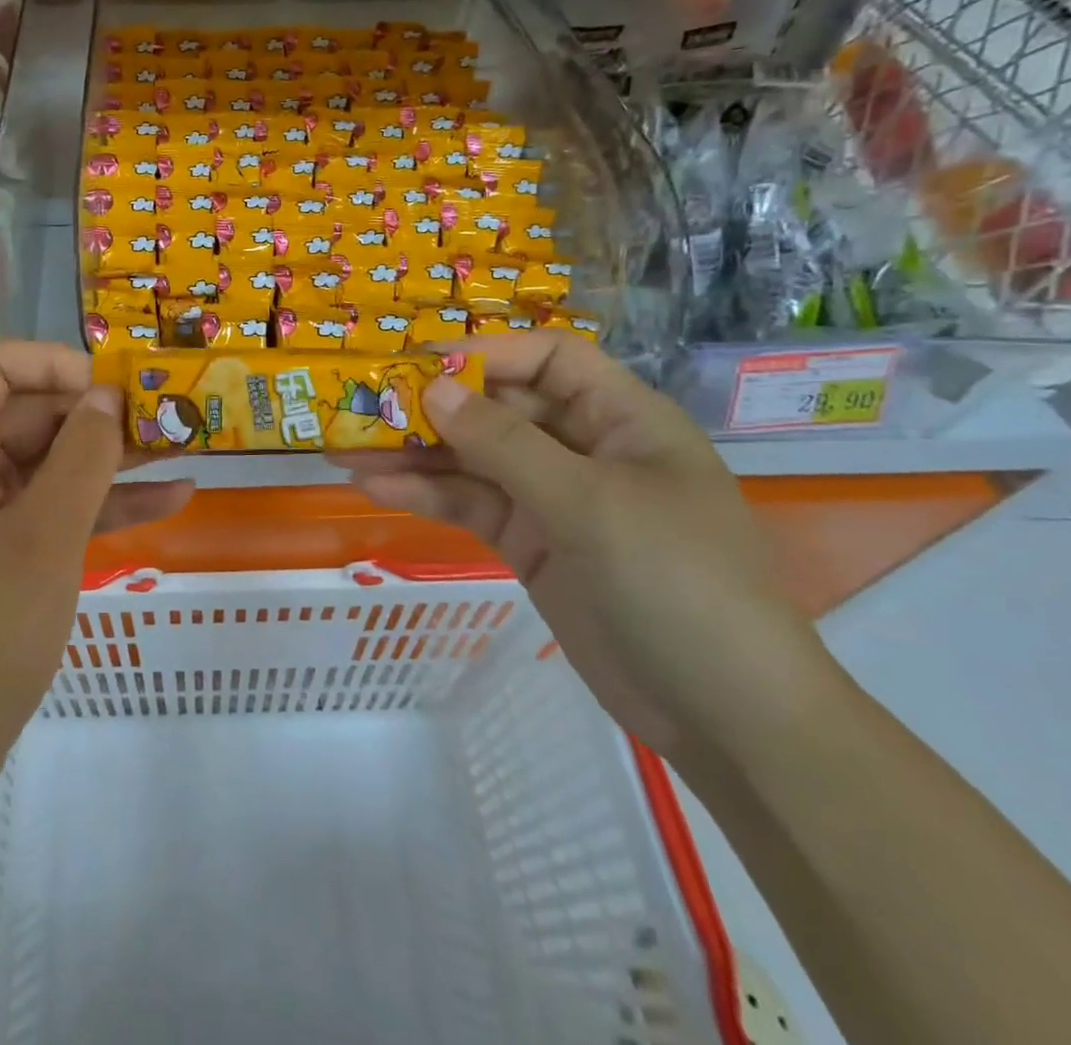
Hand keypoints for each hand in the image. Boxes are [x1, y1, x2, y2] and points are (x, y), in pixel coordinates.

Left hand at [0, 341, 192, 812]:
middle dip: (96, 416)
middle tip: (166, 425)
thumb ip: (82, 457)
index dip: (51, 363)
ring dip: (109, 461)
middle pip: (26, 415)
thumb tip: (106, 394)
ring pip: (46, 467)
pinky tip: (167, 504)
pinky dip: (99, 508)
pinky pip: (48, 515)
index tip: (111, 389)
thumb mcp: (43, 539)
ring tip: (182, 452)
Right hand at [330, 333, 828, 756]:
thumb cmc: (674, 582)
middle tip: (362, 406)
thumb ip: (505, 443)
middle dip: (433, 406)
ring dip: (414, 454)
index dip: (485, 352)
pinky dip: (426, 496)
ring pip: (473, 459)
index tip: (417, 362)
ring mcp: (554, 499)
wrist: (724, 716)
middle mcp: (585, 448)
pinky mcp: (530, 544)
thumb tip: (433, 389)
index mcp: (622, 419)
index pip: (549, 359)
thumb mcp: (588, 502)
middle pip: (499, 408)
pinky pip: (470, 505)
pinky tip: (374, 488)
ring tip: (346, 449)